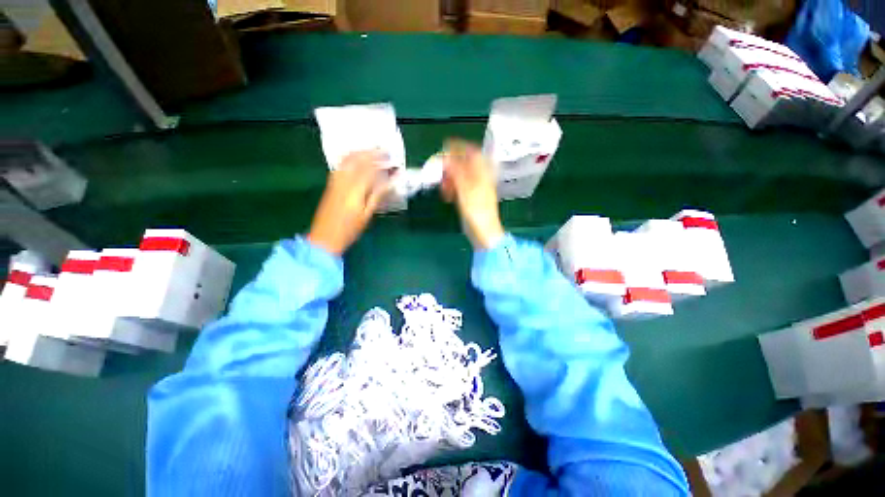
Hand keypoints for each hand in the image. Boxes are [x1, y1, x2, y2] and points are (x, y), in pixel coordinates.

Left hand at [307, 151, 390, 255]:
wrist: (324, 237)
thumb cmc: (350, 230)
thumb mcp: (367, 214)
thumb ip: (377, 196)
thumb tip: (389, 183)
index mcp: (355, 190)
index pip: (369, 169)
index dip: (380, 161)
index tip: (391, 157)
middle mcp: (343, 181)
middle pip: (356, 159)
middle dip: (370, 152)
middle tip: (383, 151)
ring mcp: (334, 181)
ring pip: (346, 160)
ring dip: (360, 153)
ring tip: (371, 152)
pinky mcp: (330, 184)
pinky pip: (340, 165)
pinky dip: (350, 158)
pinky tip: (356, 160)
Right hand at [441, 140, 504, 249]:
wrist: (483, 232)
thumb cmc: (476, 211)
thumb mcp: (465, 189)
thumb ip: (456, 172)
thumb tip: (446, 158)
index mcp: (482, 174)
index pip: (473, 153)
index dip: (460, 147)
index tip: (446, 146)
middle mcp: (480, 179)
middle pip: (465, 165)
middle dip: (451, 167)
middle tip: (440, 172)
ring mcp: (476, 189)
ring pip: (461, 177)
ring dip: (450, 179)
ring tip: (443, 187)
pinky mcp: (471, 199)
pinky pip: (460, 188)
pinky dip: (452, 189)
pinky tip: (447, 196)